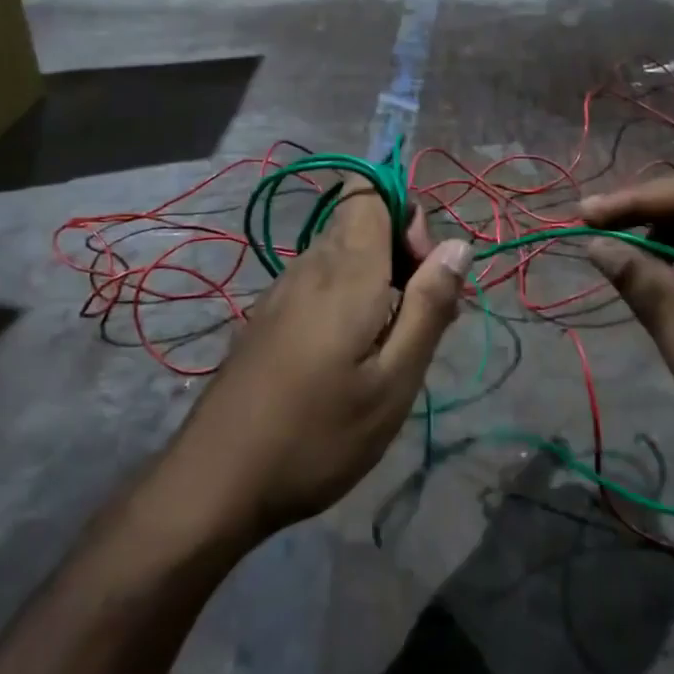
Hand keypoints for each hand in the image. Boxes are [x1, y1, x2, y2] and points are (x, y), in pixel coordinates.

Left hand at [174, 183, 469, 538]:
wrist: (216, 481)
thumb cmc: (317, 435)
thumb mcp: (393, 382)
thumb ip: (428, 307)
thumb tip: (457, 246)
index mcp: (344, 270)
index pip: (370, 192)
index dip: (406, 216)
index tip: (424, 273)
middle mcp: (309, 266)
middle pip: (360, 220)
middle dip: (400, 252)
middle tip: (422, 319)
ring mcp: (281, 291)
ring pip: (341, 253)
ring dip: (378, 278)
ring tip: (393, 345)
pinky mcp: (268, 317)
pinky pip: (319, 281)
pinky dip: (349, 298)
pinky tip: (353, 356)